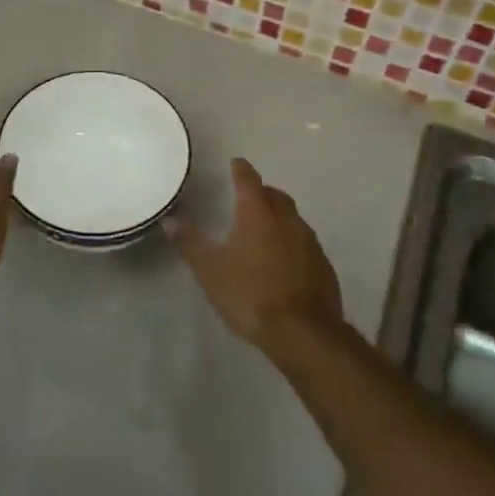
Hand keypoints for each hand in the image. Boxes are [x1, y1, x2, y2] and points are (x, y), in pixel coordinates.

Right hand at [166, 158, 342, 352]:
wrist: (304, 332)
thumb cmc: (251, 294)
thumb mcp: (210, 270)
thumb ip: (190, 243)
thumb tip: (171, 220)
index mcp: (258, 214)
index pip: (249, 180)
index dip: (241, 170)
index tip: (236, 163)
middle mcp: (287, 220)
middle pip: (275, 196)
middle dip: (261, 192)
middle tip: (248, 196)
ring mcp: (309, 242)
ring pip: (292, 218)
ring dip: (278, 216)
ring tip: (264, 227)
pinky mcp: (323, 265)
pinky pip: (305, 242)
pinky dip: (292, 241)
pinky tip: (284, 259)